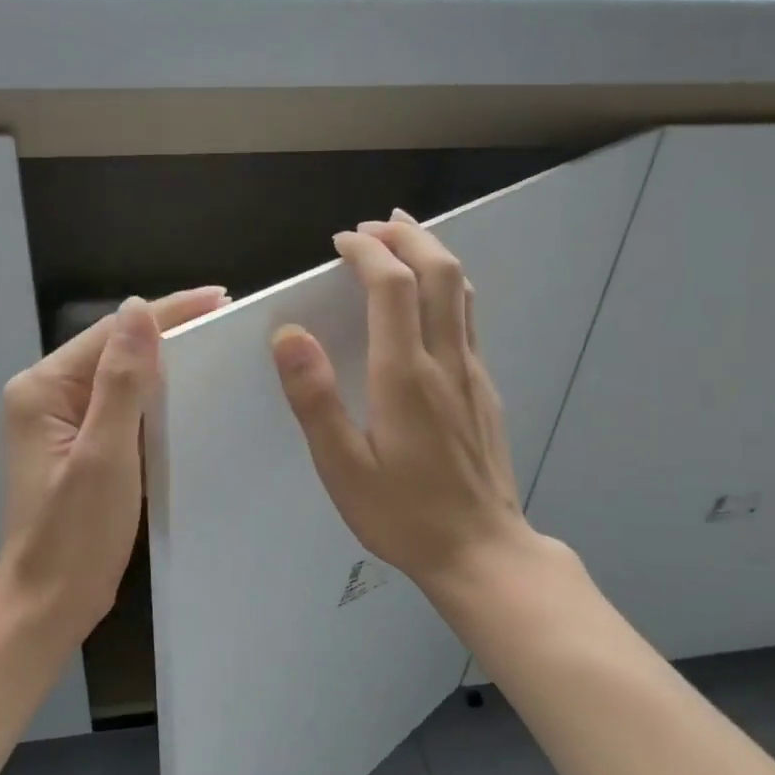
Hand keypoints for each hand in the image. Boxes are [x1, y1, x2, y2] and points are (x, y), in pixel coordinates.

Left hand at [0, 287, 227, 641]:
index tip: (219, 297)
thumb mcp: (105, 455)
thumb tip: (138, 309)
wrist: (49, 604)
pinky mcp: (77, 447)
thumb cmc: (76, 535)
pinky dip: (151, 397)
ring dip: (161, 362)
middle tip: (227, 318)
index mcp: (41, 390)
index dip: (166, 312)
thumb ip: (121, 381)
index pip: (111, 334)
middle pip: (111, 350)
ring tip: (215, 346)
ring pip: (117, 378)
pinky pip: (118, 407)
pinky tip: (184, 394)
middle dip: (166, 331)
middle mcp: (44, 398)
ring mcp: (58, 424)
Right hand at [271, 212, 540, 595]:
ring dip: (433, 253)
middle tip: (375, 225)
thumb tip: (289, 334)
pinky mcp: (485, 390)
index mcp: (405, 375)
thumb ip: (315, 398)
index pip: (392, 286)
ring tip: (405, 238)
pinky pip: (468, 318)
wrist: (481, 550)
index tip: (341, 241)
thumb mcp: (342, 466)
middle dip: (408, 236)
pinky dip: (447, 287)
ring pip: (462, 290)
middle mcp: (445, 361)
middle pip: (440, 271)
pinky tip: (429, 300)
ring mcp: (473, 373)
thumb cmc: (402, 514)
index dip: (367, 252)